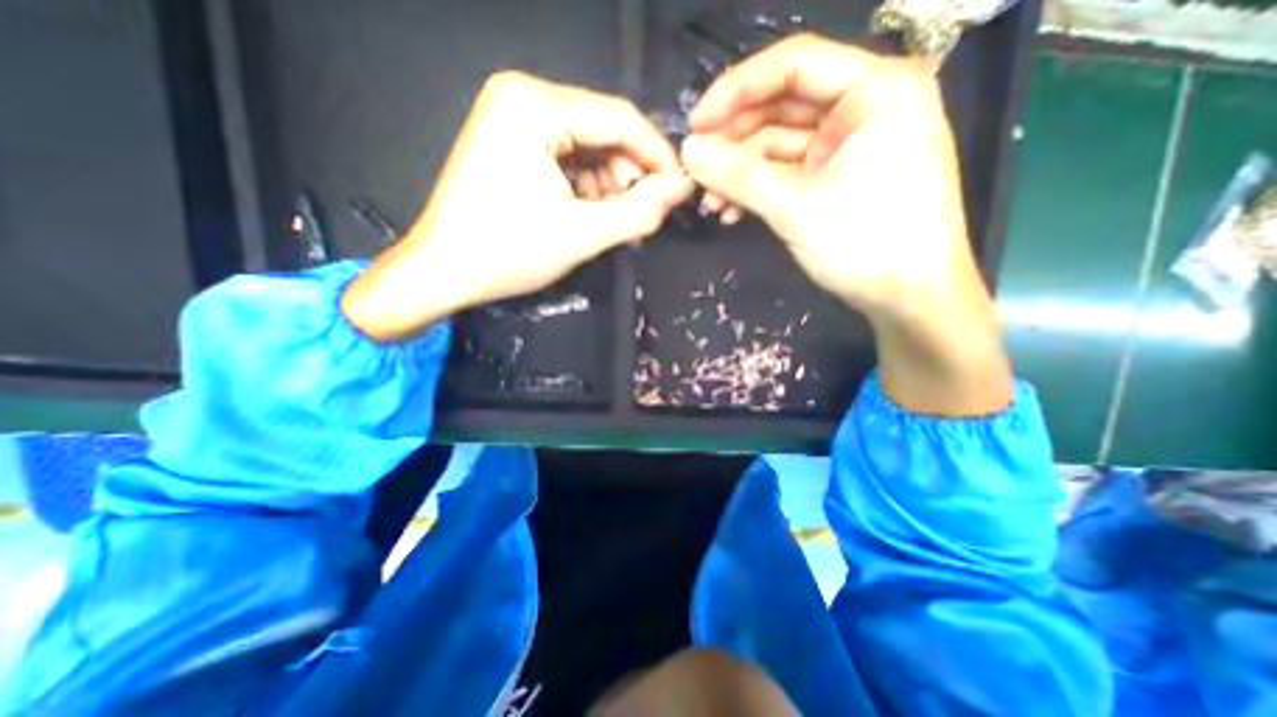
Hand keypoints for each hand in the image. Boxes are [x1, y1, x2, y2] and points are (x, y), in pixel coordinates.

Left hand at [345, 72, 694, 343]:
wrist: (444, 270)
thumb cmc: (508, 252)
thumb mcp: (582, 235)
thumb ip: (639, 211)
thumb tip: (682, 189)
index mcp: (535, 106)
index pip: (619, 118)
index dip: (657, 155)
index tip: (679, 189)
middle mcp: (523, 96)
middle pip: (603, 129)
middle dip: (629, 174)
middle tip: (640, 215)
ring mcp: (513, 116)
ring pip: (588, 144)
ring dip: (609, 183)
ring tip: (611, 220)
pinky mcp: (511, 139)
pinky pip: (567, 154)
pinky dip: (586, 184)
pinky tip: (587, 212)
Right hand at [678, 33, 1007, 415]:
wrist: (910, 299)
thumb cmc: (868, 244)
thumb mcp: (797, 207)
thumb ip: (740, 175)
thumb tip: (688, 151)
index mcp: (874, 90)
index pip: (793, 65)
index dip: (736, 90)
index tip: (695, 125)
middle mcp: (863, 108)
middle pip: (781, 106)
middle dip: (734, 141)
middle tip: (696, 170)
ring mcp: (847, 147)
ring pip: (778, 145)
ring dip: (739, 172)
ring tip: (710, 203)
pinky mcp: (835, 179)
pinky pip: (786, 173)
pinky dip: (757, 190)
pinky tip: (731, 212)